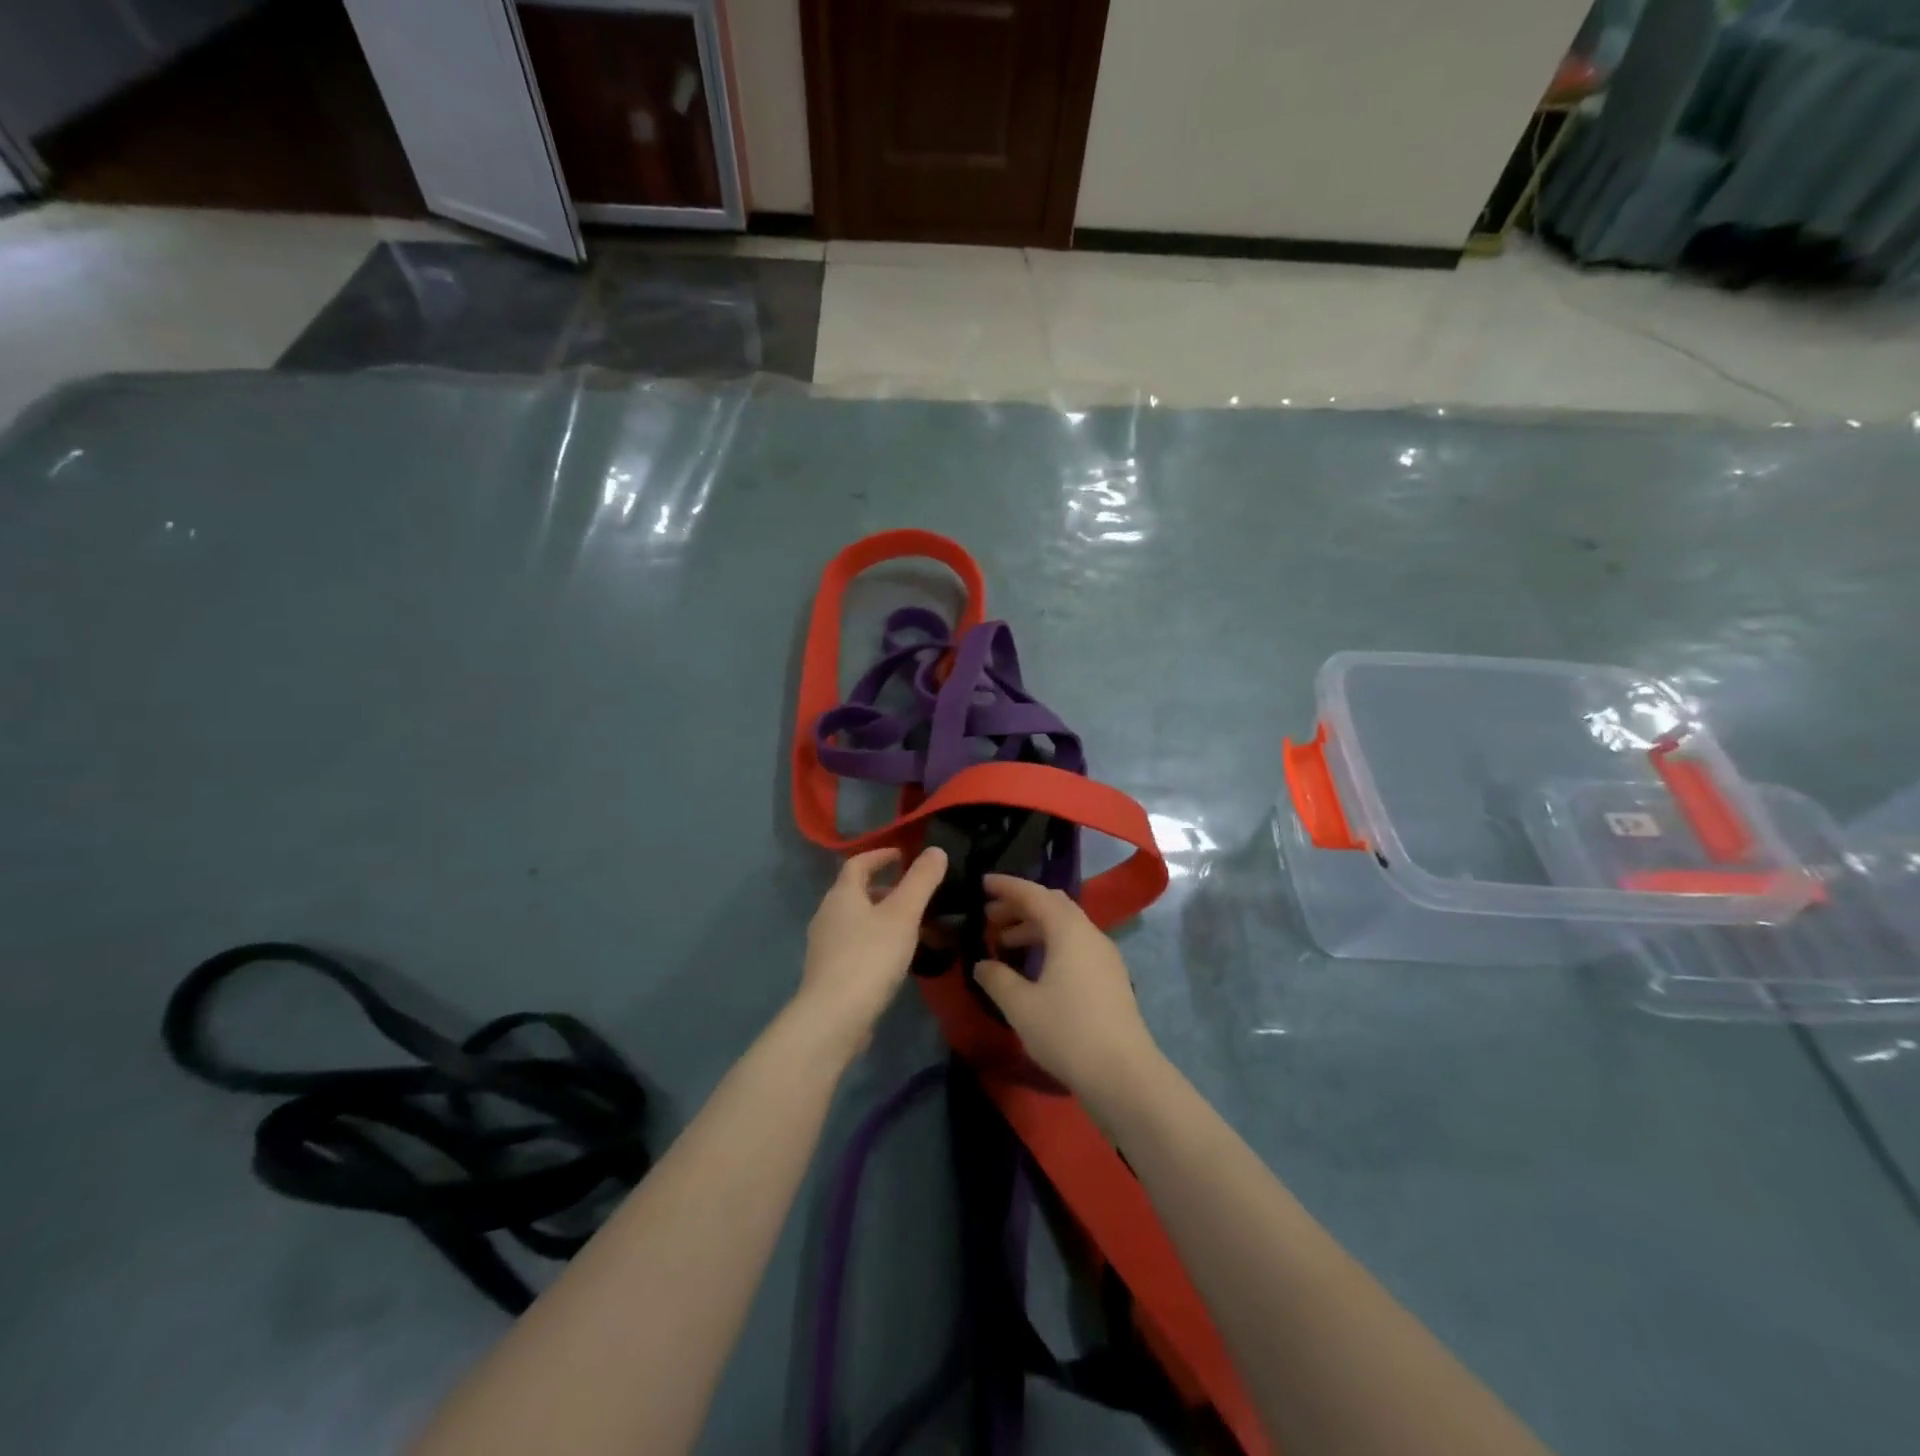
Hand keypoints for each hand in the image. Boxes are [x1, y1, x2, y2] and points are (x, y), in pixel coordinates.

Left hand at [795, 846, 947, 1058]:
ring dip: (883, 917)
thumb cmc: (870, 957)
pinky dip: (877, 941)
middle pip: (856, 892)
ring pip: (857, 920)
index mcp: (842, 895)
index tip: (902, 855)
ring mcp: (825, 945)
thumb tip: (936, 850)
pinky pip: (856, 945)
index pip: (858, 863)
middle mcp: (828, 914)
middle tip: (915, 895)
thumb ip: (921, 880)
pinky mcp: (829, 973)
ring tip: (914, 928)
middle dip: (886, 889)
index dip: (880, 855)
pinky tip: (896, 959)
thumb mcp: (903, 914)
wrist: (834, 1017)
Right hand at [974, 874, 1161, 1104]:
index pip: (1034, 894)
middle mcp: (1090, 934)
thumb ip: (997, 979)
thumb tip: (983, 964)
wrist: (1124, 1074)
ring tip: (1004, 944)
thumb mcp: (1021, 1006)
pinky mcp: (1110, 977)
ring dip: (1033, 927)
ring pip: (1065, 926)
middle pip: (1052, 905)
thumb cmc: (1067, 1032)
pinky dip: (1050, 944)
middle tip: (989, 917)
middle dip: (1019, 906)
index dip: (1007, 886)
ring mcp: (1104, 956)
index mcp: (1068, 930)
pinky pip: (1075, 944)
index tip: (982, 883)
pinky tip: (1033, 968)